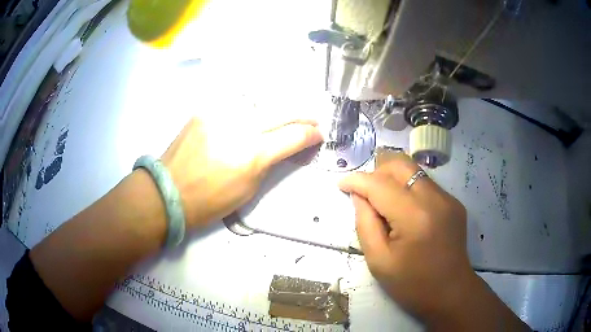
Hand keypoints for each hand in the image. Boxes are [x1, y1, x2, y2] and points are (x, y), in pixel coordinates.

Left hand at [162, 118, 322, 228]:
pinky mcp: (206, 110)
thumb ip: (270, 162)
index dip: (311, 134)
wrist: (168, 191)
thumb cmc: (210, 201)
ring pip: (260, 103)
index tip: (320, 134)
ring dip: (277, 111)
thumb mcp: (249, 189)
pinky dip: (251, 111)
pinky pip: (237, 106)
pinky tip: (253, 117)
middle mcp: (239, 127)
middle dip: (303, 115)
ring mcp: (220, 114)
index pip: (293, 136)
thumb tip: (287, 147)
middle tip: (313, 119)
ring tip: (284, 118)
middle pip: (282, 111)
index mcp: (252, 155)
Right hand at [338, 153, 472, 320]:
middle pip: (400, 164)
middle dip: (377, 171)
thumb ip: (365, 223)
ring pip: (414, 171)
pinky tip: (405, 211)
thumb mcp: (379, 260)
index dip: (357, 180)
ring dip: (393, 179)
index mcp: (414, 216)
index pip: (380, 184)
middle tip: (364, 192)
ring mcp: (448, 198)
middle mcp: (435, 198)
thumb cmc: (412, 284)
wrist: (450, 293)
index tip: (342, 184)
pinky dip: (409, 188)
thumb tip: (359, 196)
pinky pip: (425, 184)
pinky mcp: (454, 202)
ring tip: (383, 201)